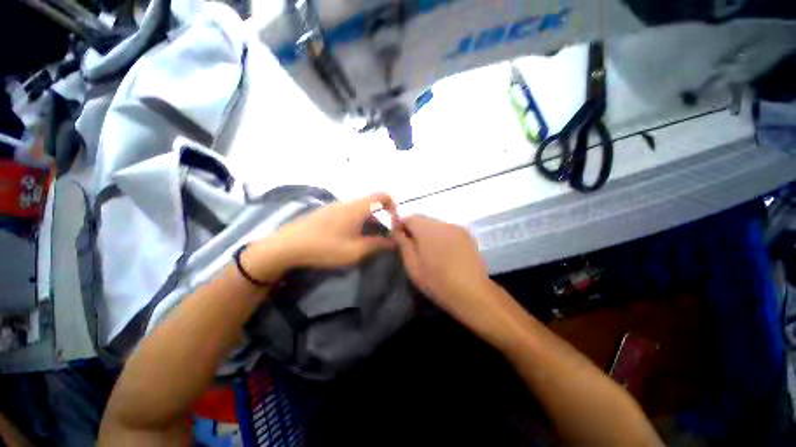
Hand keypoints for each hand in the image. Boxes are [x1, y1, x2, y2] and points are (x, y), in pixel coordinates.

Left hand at [255, 193, 397, 273]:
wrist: (287, 246)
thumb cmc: (326, 247)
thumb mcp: (356, 250)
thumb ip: (378, 245)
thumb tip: (394, 242)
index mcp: (358, 207)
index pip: (382, 195)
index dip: (393, 207)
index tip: (393, 224)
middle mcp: (348, 202)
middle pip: (372, 204)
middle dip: (381, 219)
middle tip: (381, 238)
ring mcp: (335, 206)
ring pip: (360, 209)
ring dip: (368, 222)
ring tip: (366, 241)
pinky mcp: (326, 212)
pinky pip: (349, 212)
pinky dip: (357, 222)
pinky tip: (349, 238)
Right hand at [393, 215, 491, 314]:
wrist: (472, 293)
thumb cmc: (437, 281)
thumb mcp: (413, 265)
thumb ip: (403, 244)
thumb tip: (396, 231)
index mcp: (428, 229)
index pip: (410, 217)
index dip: (402, 227)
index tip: (400, 241)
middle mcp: (444, 224)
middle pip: (424, 220)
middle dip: (416, 231)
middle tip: (415, 250)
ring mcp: (458, 229)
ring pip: (437, 226)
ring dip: (429, 234)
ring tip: (431, 254)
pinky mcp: (468, 236)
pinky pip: (449, 231)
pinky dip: (442, 238)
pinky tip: (445, 255)